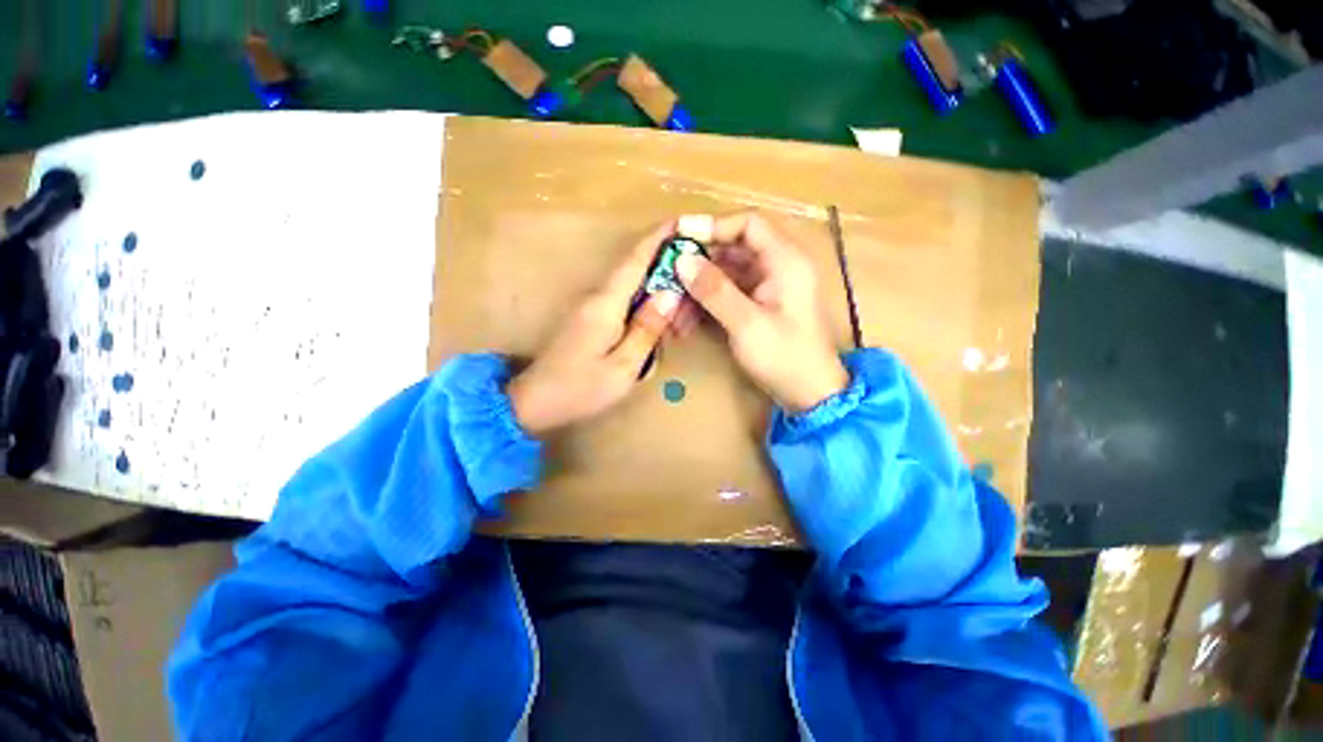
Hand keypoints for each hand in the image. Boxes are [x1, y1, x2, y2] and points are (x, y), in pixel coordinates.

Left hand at [508, 222, 681, 435]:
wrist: (535, 401)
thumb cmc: (580, 388)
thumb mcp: (623, 367)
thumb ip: (646, 330)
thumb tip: (669, 295)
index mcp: (605, 304)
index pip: (635, 260)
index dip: (658, 239)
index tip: (682, 222)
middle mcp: (597, 297)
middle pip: (636, 271)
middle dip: (666, 269)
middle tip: (694, 283)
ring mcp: (591, 307)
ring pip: (631, 288)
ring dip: (658, 291)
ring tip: (682, 312)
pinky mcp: (590, 318)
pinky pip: (623, 302)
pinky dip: (645, 306)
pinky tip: (659, 323)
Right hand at [673, 212, 847, 413]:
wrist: (809, 394)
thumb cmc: (785, 357)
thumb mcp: (747, 324)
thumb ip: (714, 290)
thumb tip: (682, 260)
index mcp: (785, 261)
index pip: (748, 224)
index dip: (713, 226)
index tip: (679, 238)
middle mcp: (777, 267)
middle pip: (733, 248)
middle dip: (699, 261)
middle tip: (667, 274)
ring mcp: (766, 287)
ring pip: (726, 273)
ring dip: (698, 286)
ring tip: (671, 304)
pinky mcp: (757, 305)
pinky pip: (727, 293)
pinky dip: (706, 302)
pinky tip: (685, 319)